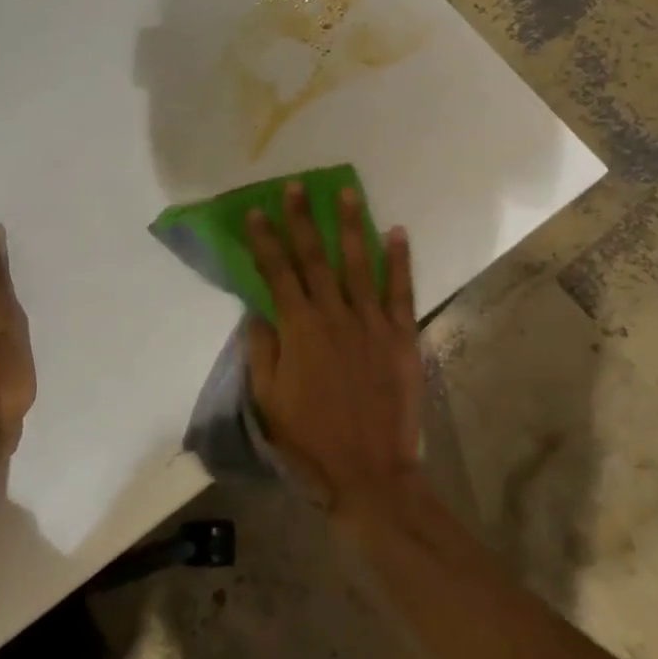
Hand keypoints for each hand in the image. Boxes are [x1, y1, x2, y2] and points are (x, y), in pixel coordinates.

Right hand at [245, 182, 424, 512]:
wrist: (369, 472)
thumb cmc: (310, 440)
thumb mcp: (269, 401)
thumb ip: (261, 351)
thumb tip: (256, 312)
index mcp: (299, 330)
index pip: (277, 273)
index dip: (266, 241)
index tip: (258, 212)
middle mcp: (334, 315)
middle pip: (315, 258)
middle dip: (303, 219)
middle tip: (297, 186)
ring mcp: (372, 323)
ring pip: (359, 264)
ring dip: (352, 225)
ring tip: (348, 192)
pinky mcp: (401, 336)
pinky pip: (401, 290)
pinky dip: (400, 260)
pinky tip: (397, 232)